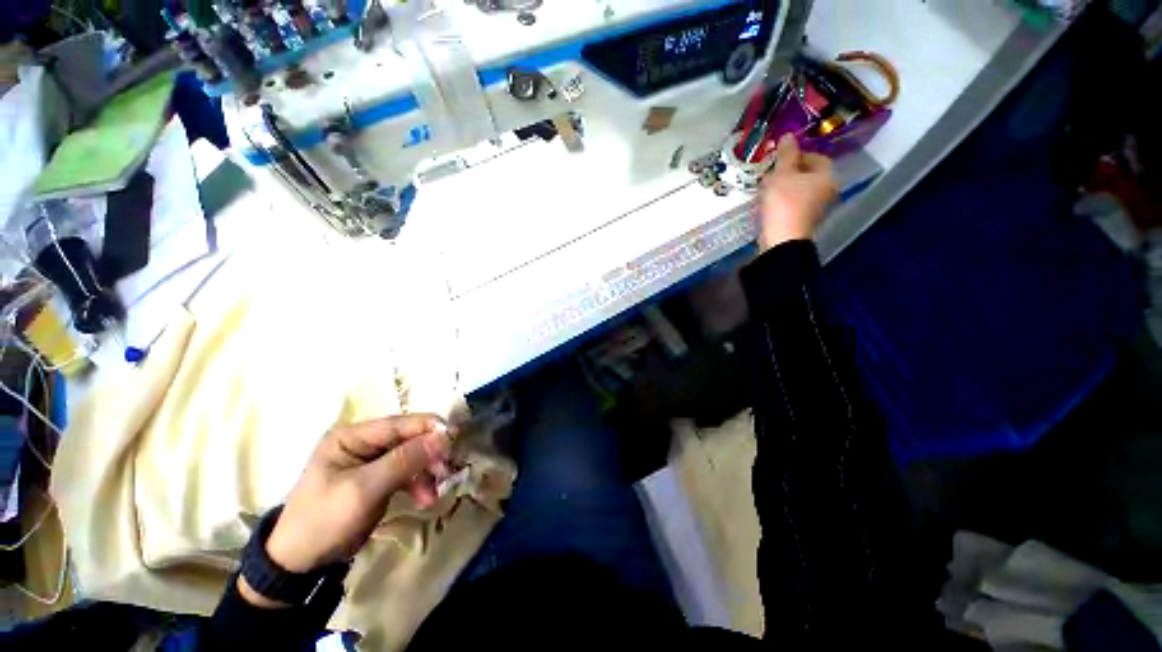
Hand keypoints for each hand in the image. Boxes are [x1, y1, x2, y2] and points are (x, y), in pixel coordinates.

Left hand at [265, 415, 451, 573]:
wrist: (301, 563)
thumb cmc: (325, 520)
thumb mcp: (365, 489)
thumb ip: (405, 460)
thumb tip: (444, 436)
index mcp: (352, 436)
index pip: (400, 423)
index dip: (429, 428)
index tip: (455, 440)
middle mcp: (363, 442)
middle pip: (409, 438)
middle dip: (430, 454)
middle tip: (447, 471)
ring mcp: (371, 460)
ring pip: (412, 455)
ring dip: (426, 471)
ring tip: (435, 492)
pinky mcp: (378, 478)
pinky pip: (407, 472)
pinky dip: (419, 483)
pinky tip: (425, 499)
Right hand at [756, 134, 837, 250]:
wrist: (782, 239)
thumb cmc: (785, 203)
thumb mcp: (782, 174)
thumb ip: (786, 154)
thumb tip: (788, 136)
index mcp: (826, 177)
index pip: (817, 158)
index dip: (799, 154)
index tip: (780, 157)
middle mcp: (826, 191)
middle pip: (808, 175)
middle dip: (789, 172)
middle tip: (770, 173)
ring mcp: (815, 209)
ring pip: (800, 190)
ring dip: (784, 187)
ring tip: (766, 188)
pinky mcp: (803, 222)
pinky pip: (794, 205)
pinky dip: (783, 201)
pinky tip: (769, 203)